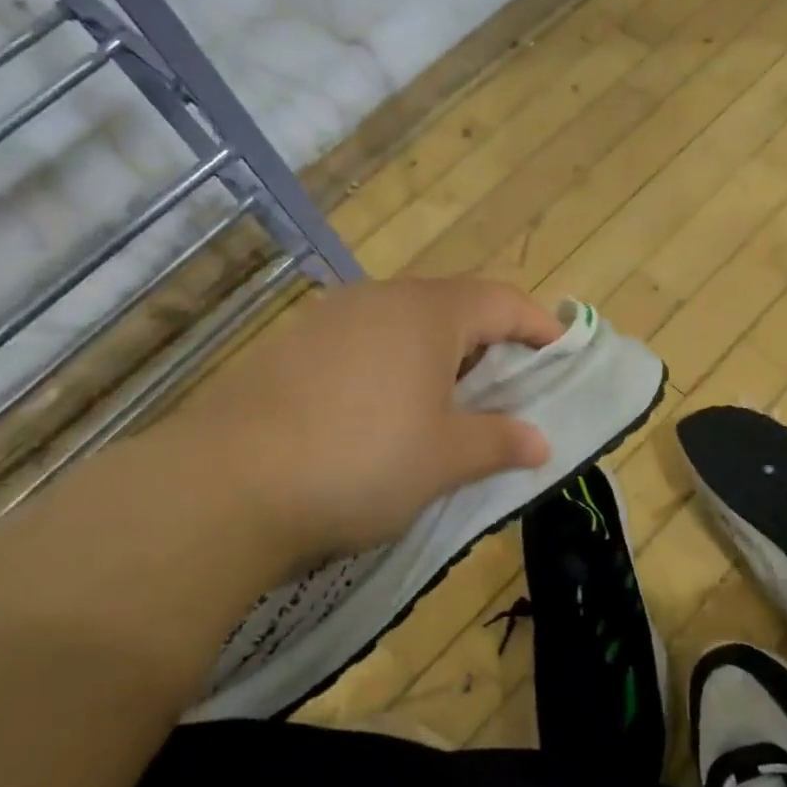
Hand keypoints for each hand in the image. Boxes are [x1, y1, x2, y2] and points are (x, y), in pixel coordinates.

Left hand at [164, 277, 561, 572]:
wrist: (224, 486)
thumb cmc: (362, 461)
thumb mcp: (446, 458)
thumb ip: (500, 442)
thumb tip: (540, 442)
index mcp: (428, 312)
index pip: (502, 301)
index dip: (539, 325)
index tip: (562, 354)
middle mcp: (379, 300)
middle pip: (453, 308)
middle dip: (489, 345)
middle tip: (509, 391)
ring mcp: (329, 321)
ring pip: (404, 327)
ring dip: (439, 360)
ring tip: (448, 408)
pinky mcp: (292, 350)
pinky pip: (363, 347)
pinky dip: (392, 371)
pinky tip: (383, 417)